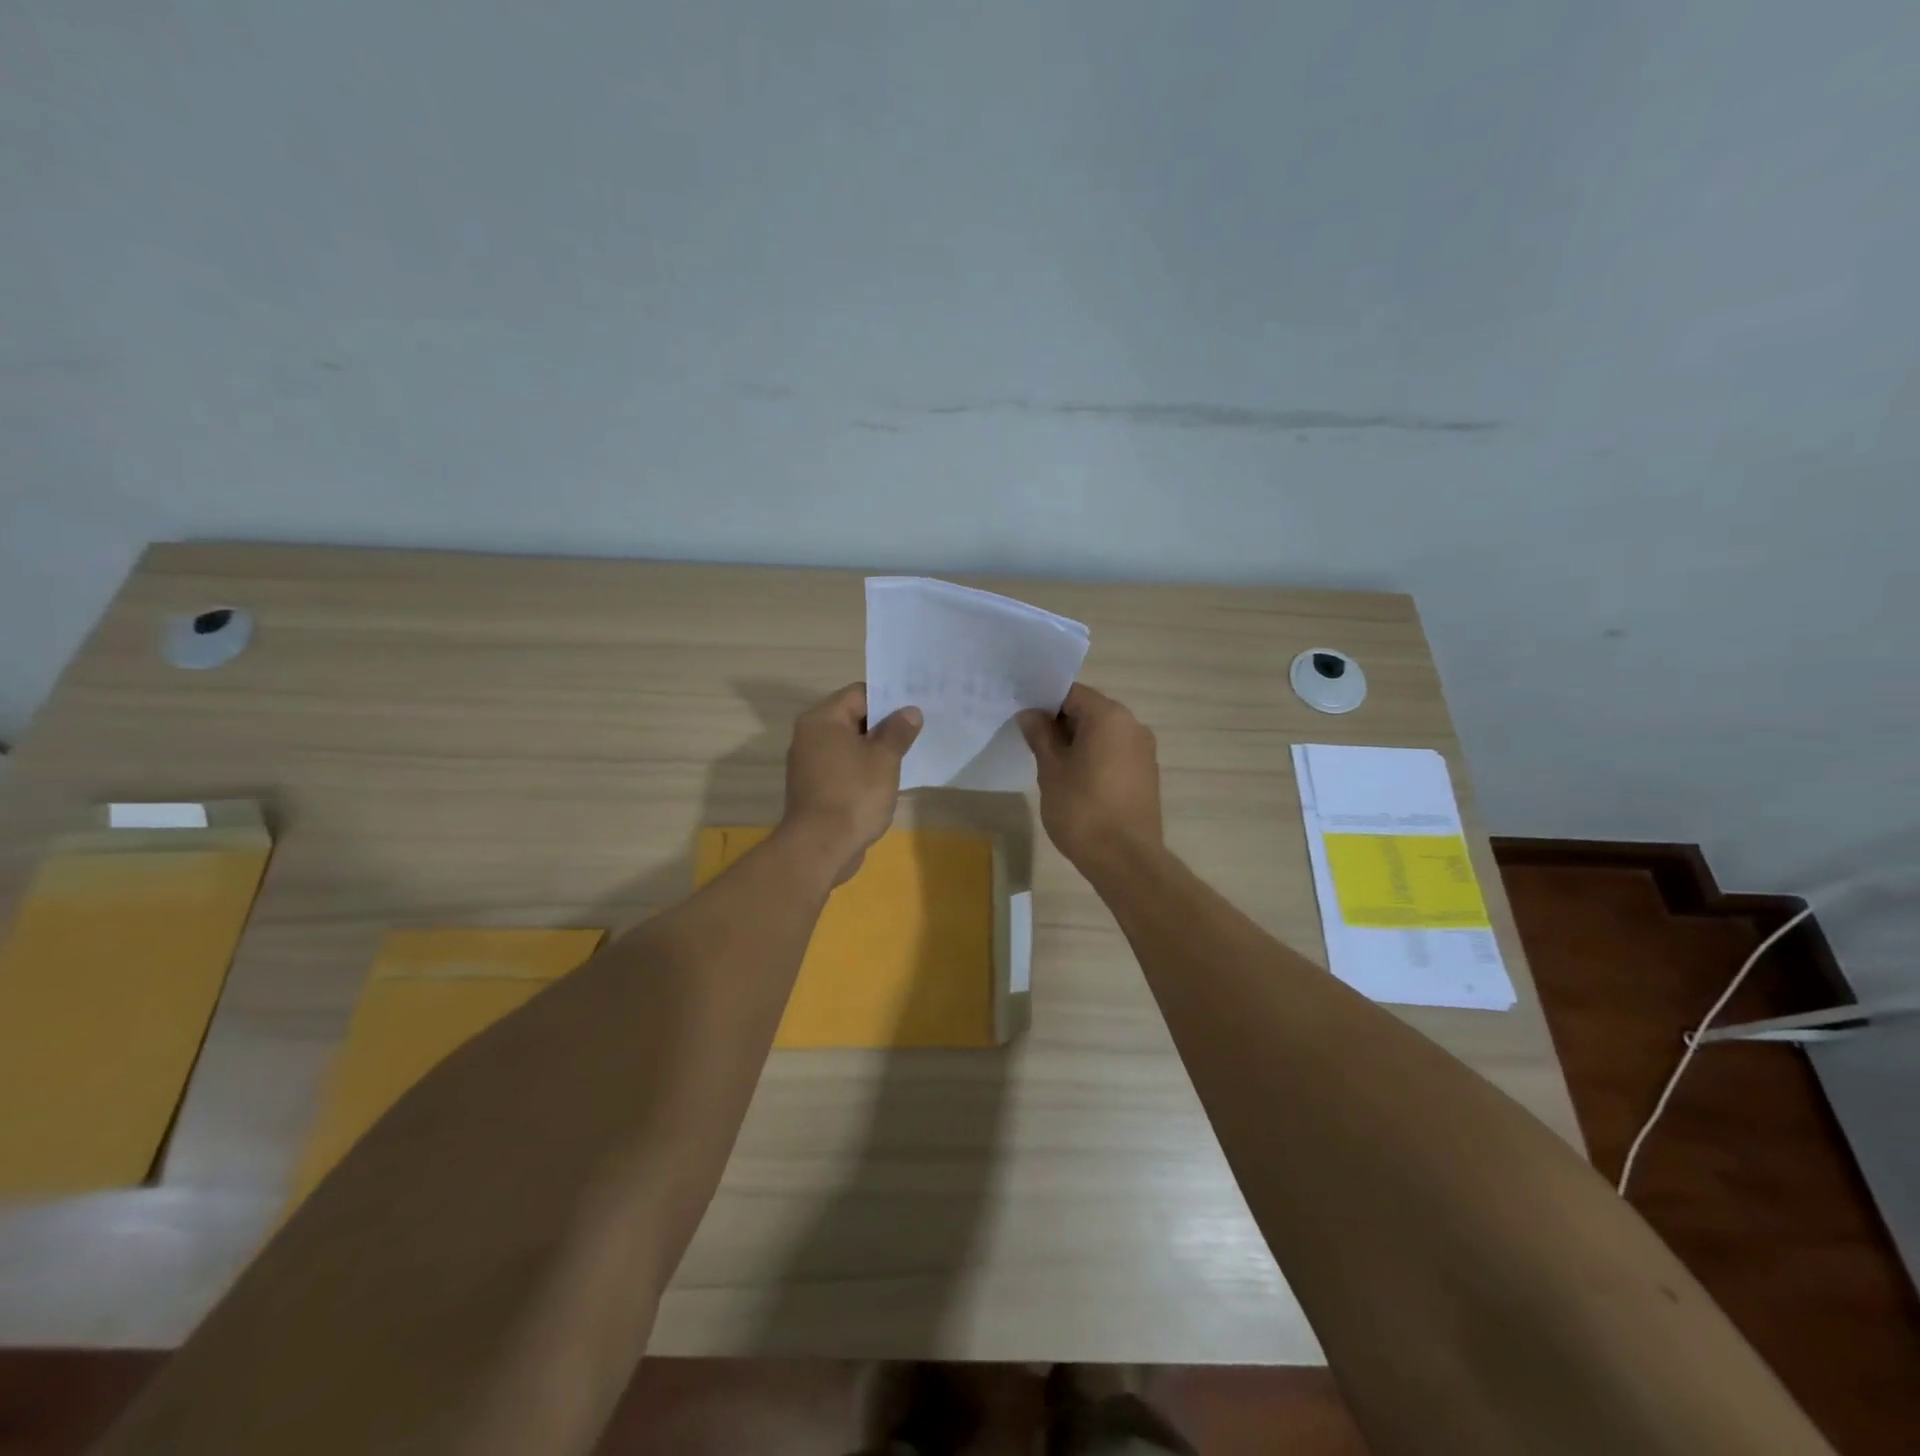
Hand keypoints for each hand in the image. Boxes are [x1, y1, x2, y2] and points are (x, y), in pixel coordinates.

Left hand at [781, 683, 922, 884]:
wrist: (820, 847)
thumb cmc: (854, 795)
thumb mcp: (884, 759)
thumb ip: (898, 731)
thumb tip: (910, 711)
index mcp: (822, 720)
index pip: (859, 693)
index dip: (888, 698)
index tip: (914, 708)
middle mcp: (810, 736)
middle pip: (852, 718)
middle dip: (884, 724)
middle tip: (916, 729)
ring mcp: (809, 764)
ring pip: (848, 745)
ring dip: (874, 748)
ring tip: (905, 754)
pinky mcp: (814, 788)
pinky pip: (842, 767)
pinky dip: (862, 769)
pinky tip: (885, 780)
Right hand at [1017, 683, 1162, 873]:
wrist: (1125, 859)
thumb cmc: (1082, 809)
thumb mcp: (1051, 770)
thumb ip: (1040, 736)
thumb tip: (1030, 714)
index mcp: (1109, 716)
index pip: (1071, 693)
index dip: (1044, 702)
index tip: (1024, 719)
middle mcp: (1132, 725)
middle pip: (1089, 711)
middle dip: (1060, 723)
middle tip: (1032, 743)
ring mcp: (1144, 750)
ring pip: (1103, 734)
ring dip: (1077, 742)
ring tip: (1052, 765)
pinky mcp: (1147, 774)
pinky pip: (1115, 753)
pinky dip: (1095, 758)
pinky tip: (1076, 781)